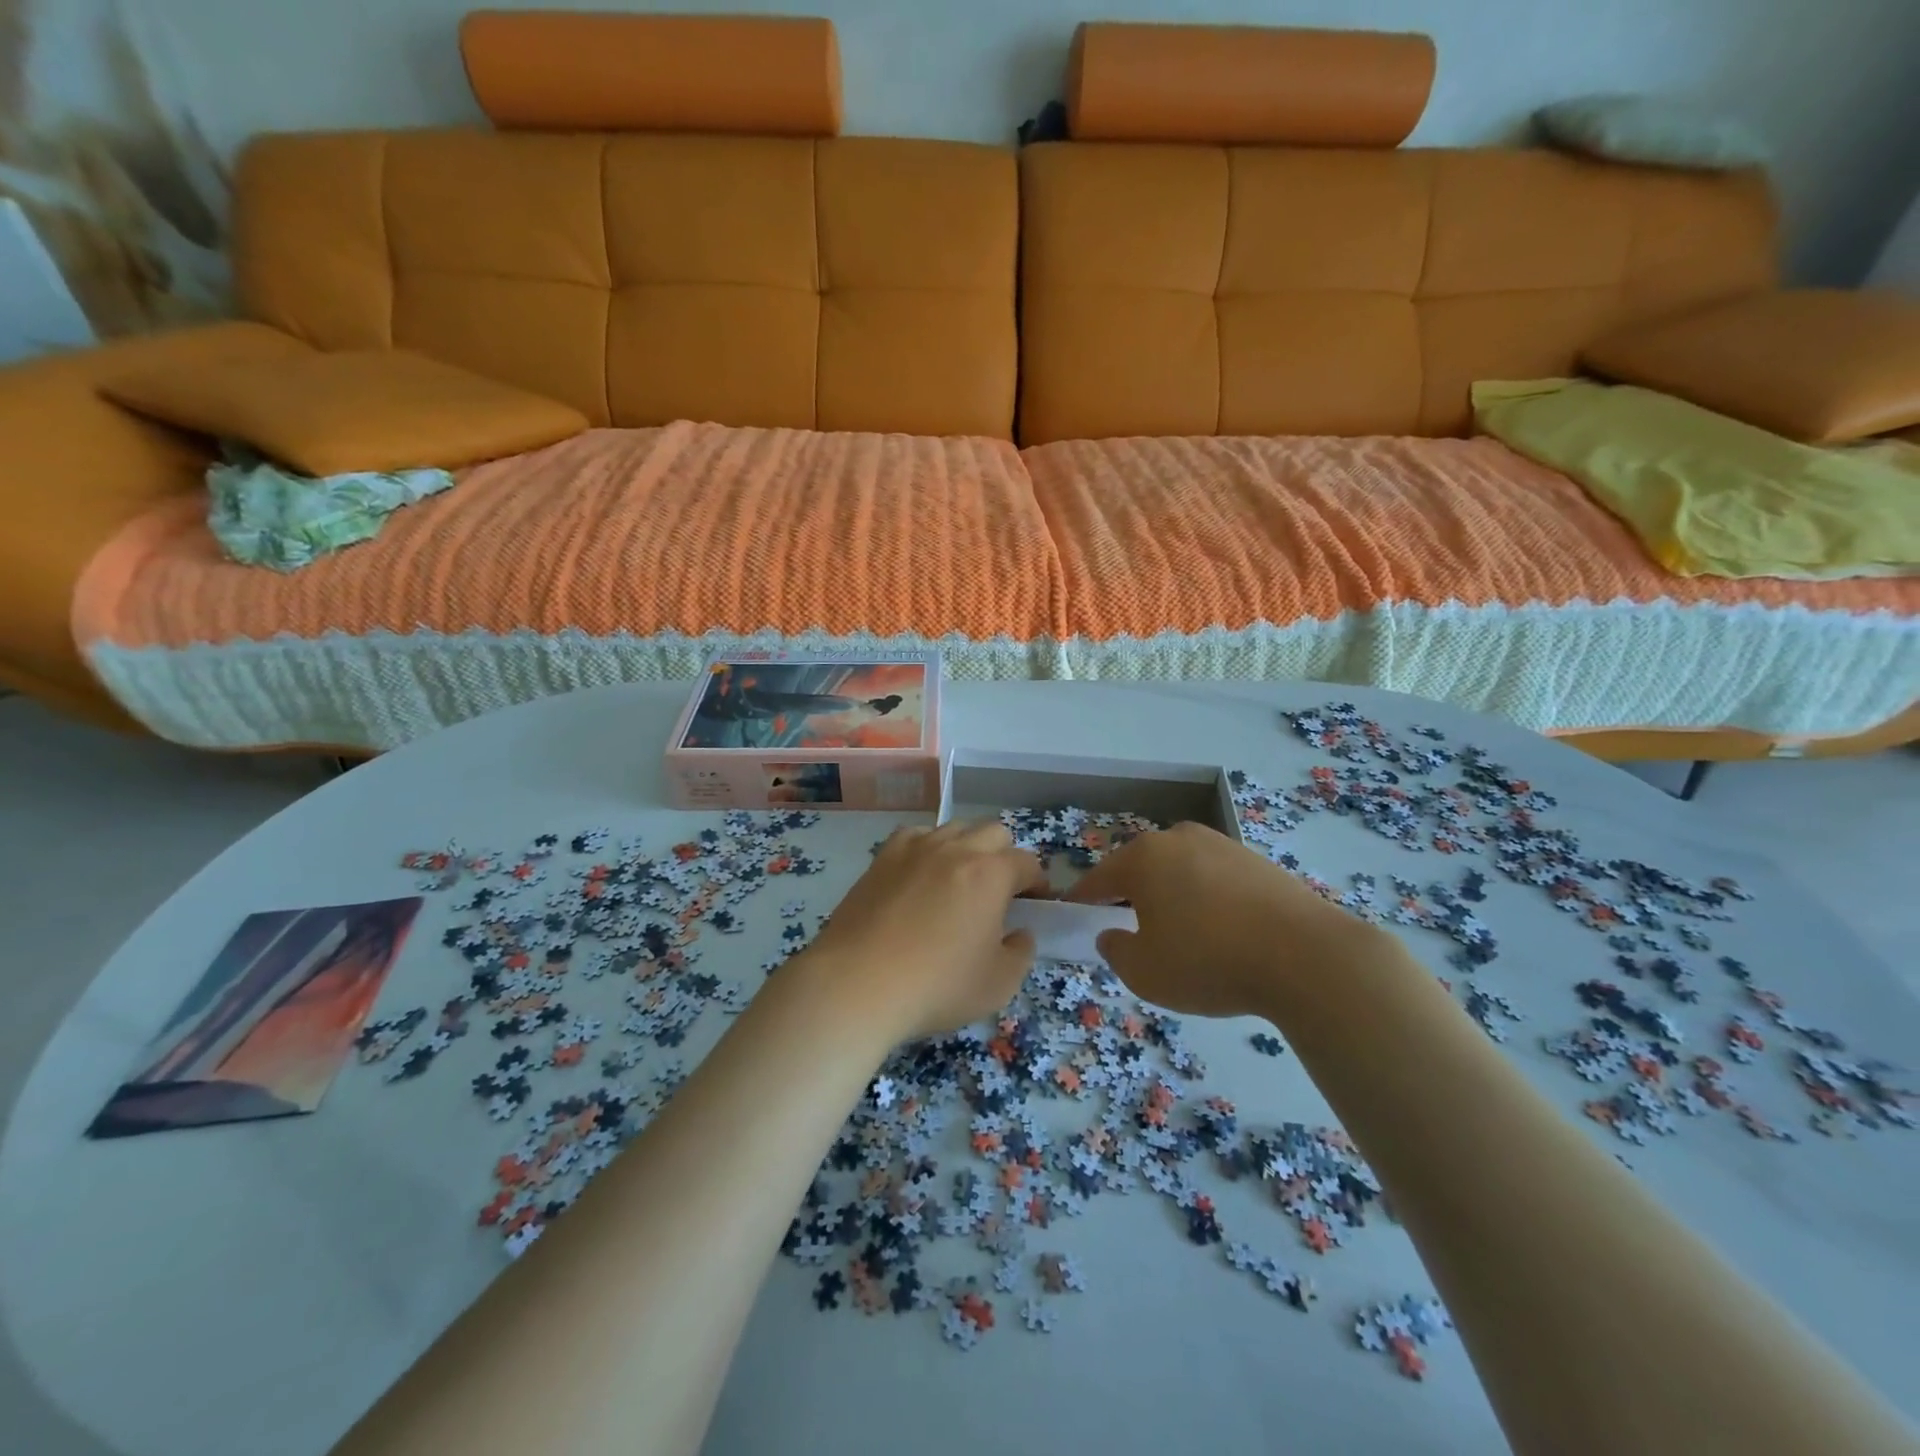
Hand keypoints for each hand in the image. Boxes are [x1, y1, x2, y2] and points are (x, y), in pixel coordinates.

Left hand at [799, 821, 1045, 1043]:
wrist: (858, 983)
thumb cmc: (936, 986)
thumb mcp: (998, 983)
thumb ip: (1021, 952)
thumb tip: (1019, 932)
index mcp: (991, 873)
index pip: (1027, 862)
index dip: (1037, 883)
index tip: (1034, 904)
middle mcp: (956, 848)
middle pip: (994, 832)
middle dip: (1005, 856)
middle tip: (999, 892)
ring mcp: (915, 847)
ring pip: (955, 828)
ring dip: (967, 848)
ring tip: (959, 882)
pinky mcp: (882, 857)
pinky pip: (916, 836)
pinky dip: (928, 849)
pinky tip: (921, 876)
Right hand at [1066, 821, 1390, 1018]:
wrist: (1308, 956)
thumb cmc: (1210, 961)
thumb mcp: (1145, 972)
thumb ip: (1115, 951)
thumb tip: (1112, 933)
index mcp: (1143, 857)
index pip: (1098, 879)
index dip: (1083, 901)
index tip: (1075, 918)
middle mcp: (1178, 838)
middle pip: (1140, 869)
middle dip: (1131, 897)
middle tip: (1134, 933)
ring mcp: (1221, 844)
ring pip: (1179, 871)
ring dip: (1171, 897)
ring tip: (1183, 936)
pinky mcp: (1256, 859)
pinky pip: (1214, 878)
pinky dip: (1207, 899)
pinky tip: (1222, 931)